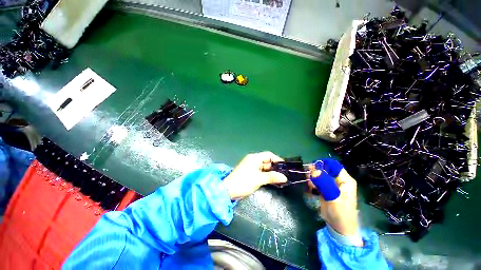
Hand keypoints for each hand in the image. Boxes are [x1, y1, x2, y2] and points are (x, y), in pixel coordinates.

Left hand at [223, 152, 287, 199]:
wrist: (229, 189)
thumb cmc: (244, 182)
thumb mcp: (259, 179)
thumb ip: (272, 177)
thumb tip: (284, 177)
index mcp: (254, 158)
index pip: (269, 155)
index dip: (277, 159)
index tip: (284, 167)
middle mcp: (252, 159)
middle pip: (266, 160)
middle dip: (274, 167)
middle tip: (283, 174)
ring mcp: (250, 165)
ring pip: (263, 166)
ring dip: (270, 171)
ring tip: (279, 178)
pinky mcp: (248, 171)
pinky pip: (259, 170)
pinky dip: (265, 174)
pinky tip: (270, 179)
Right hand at [308, 159, 360, 245]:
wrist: (339, 228)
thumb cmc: (341, 213)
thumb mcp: (334, 198)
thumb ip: (325, 184)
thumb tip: (315, 171)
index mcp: (345, 180)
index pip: (333, 165)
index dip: (323, 165)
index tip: (312, 169)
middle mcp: (339, 180)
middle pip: (325, 169)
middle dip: (316, 171)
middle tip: (309, 177)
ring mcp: (331, 185)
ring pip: (320, 174)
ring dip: (313, 177)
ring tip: (310, 184)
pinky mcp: (325, 189)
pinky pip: (317, 181)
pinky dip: (312, 182)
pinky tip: (310, 188)